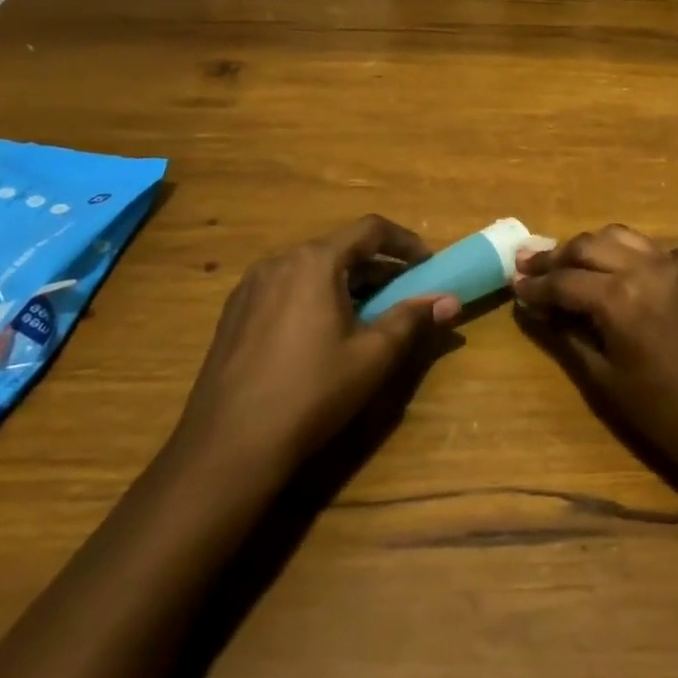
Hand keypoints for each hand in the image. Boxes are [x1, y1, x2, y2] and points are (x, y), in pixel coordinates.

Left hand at [168, 215, 458, 481]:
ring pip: (311, 269)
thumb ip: (412, 319)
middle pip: (339, 248)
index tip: (427, 265)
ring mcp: (250, 287)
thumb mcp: (373, 355)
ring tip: (367, 316)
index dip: (406, 242)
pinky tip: (322, 335)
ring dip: (346, 282)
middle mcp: (279, 262)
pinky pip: (285, 289)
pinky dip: (314, 296)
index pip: (370, 229)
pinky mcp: (234, 314)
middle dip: (377, 267)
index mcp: (314, 262)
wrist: (227, 448)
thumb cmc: (311, 392)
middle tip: (403, 294)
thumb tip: (450, 300)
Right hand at [513, 224, 677, 477]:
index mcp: (621, 297)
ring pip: (616, 235)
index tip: (513, 285)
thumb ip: (565, 334)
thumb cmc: (660, 411)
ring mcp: (671, 265)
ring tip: (562, 263)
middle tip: (527, 266)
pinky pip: (643, 246)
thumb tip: (534, 307)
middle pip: (587, 245)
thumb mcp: (603, 377)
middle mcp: (645, 268)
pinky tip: (604, 269)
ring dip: (586, 246)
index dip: (535, 285)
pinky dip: (617, 250)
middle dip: (554, 256)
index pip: (565, 280)